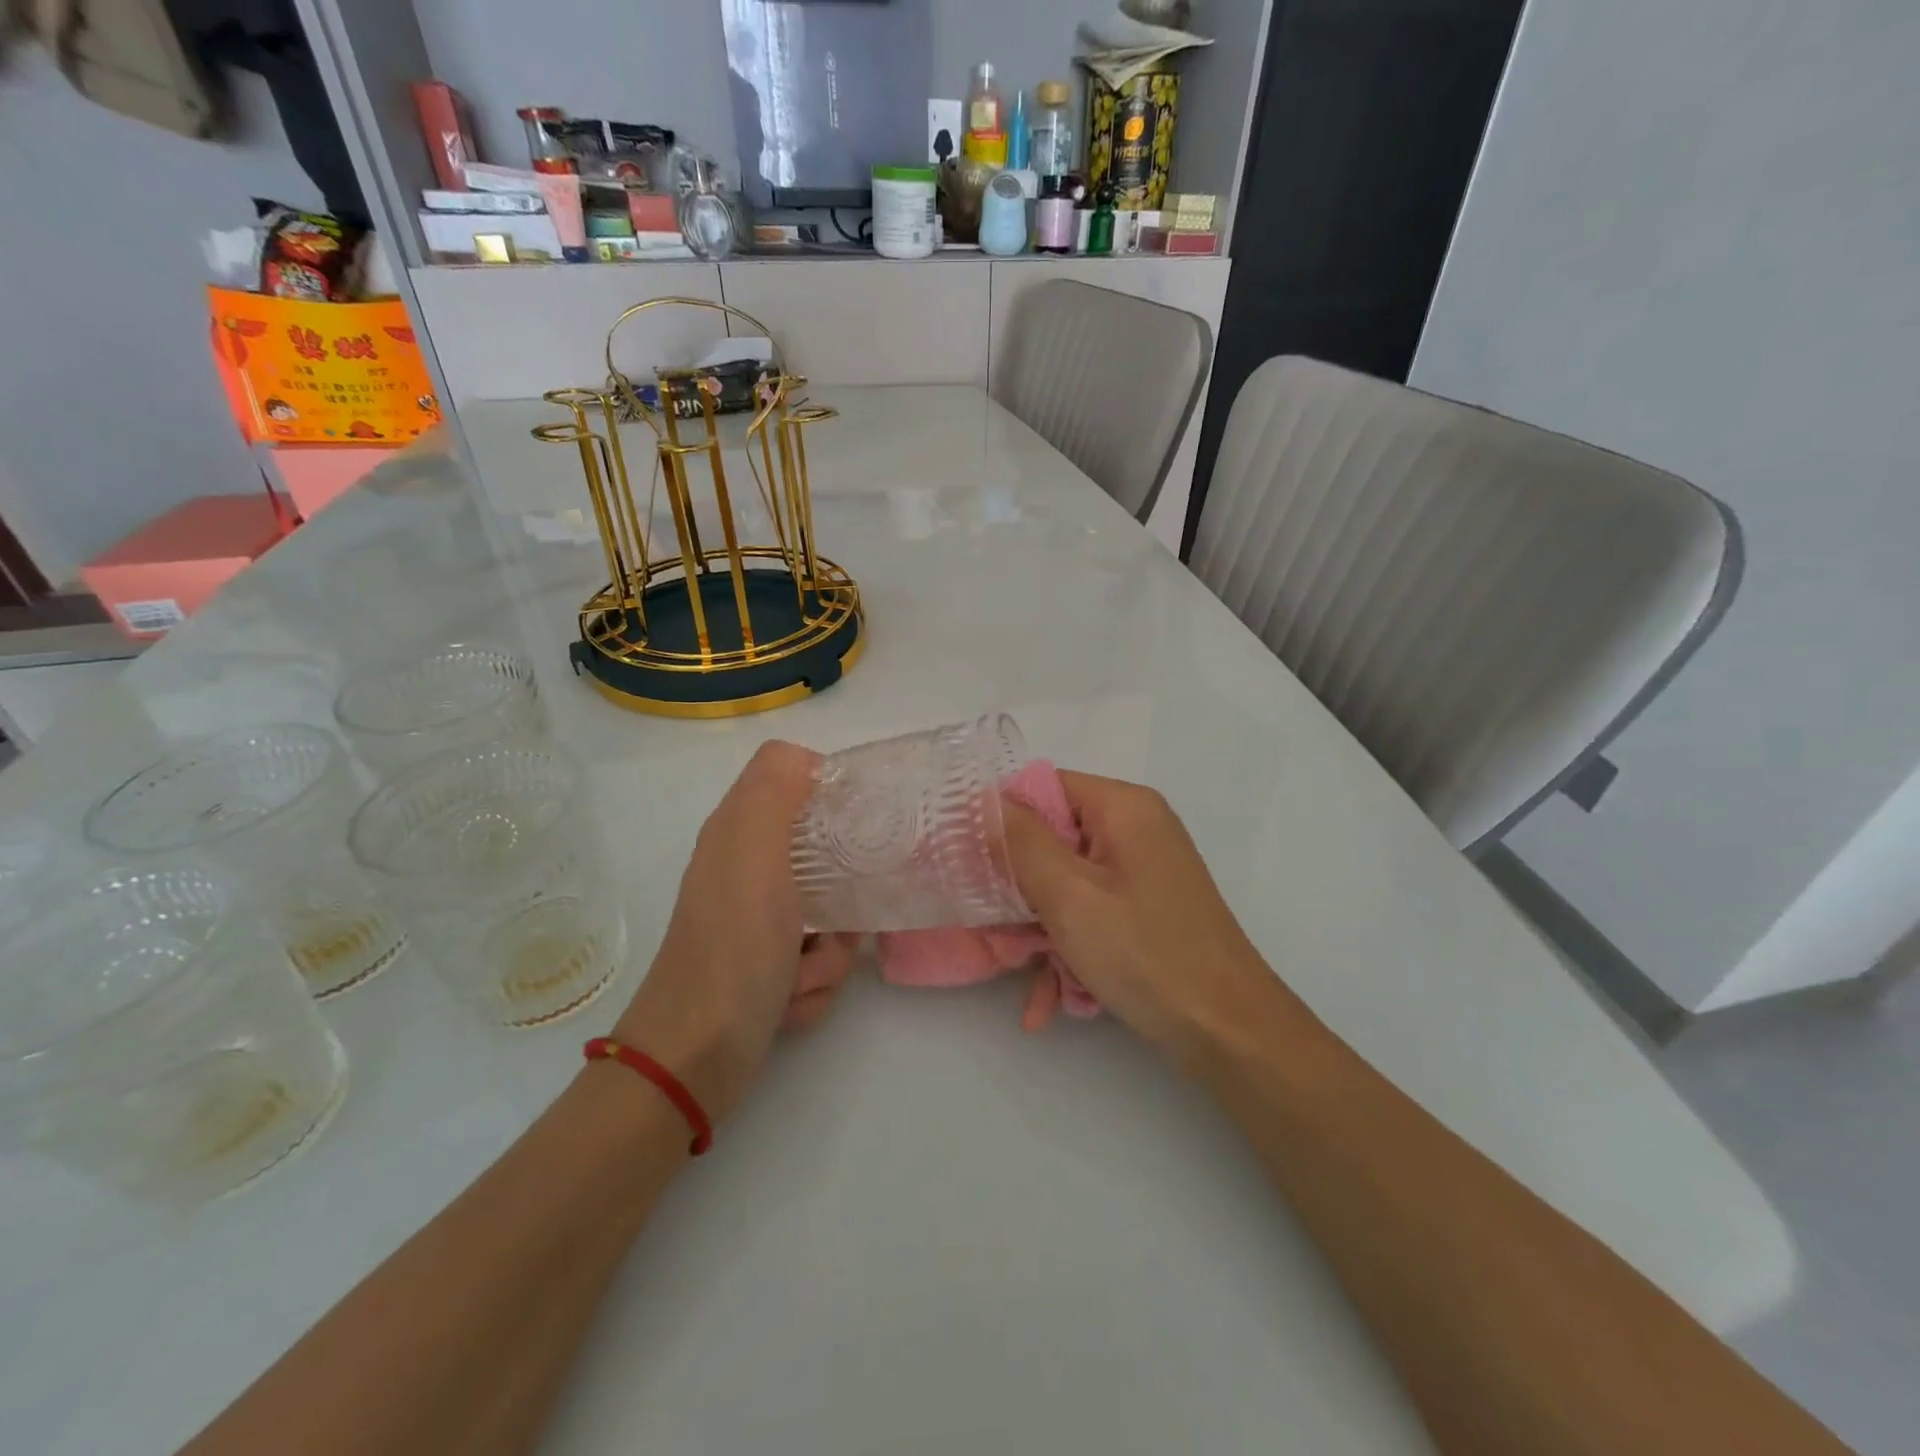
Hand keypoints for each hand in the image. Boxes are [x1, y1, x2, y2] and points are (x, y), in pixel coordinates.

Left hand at [611, 741, 855, 1121]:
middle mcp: (746, 872)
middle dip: (842, 896)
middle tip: (836, 919)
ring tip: (800, 974)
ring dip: (828, 953)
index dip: (831, 793)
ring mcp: (758, 926)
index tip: (862, 822)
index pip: (793, 779)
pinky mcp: (768, 971)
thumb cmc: (732, 949)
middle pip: (824, 855)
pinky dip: (812, 986)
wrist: (694, 1057)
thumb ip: (773, 791)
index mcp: (738, 834)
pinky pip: (819, 961)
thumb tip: (807, 759)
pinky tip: (788, 1003)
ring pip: (830, 916)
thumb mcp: (752, 854)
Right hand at [1003, 771, 1309, 1065]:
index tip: (968, 861)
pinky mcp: (1146, 911)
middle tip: (991, 927)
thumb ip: (1021, 843)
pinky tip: (1050, 1002)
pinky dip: (1069, 950)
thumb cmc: (1146, 954)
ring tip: (1022, 974)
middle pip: (1053, 838)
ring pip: (1067, 884)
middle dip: (1019, 888)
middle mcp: (1136, 830)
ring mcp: (1143, 873)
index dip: (1003, 819)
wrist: (1231, 1034)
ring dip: (1040, 930)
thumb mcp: (1070, 895)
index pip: (1043, 786)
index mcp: (1124, 808)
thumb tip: (985, 801)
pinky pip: (1092, 914)